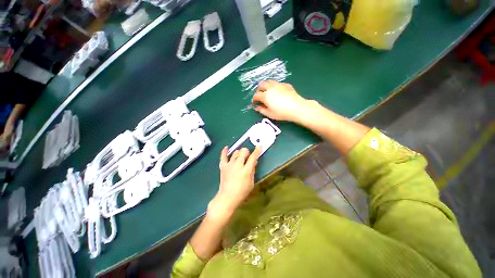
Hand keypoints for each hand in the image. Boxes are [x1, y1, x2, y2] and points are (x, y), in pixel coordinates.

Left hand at [207, 146, 261, 220]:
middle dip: (247, 151)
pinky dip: (224, 151)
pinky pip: (223, 156)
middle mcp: (238, 165)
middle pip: (243, 152)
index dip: (257, 151)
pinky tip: (226, 147)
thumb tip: (254, 161)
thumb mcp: (251, 183)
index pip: (253, 157)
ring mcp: (229, 165)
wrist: (227, 197)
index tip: (259, 146)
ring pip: (235, 152)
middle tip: (248, 155)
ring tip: (240, 155)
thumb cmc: (242, 192)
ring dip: (239, 152)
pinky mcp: (223, 166)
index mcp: (246, 170)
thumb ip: (253, 170)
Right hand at [252, 80, 308, 121]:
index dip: (254, 99)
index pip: (256, 95)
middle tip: (260, 96)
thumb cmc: (282, 113)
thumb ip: (261, 110)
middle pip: (261, 85)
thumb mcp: (270, 114)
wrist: (297, 108)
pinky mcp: (285, 84)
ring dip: (265, 86)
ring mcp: (278, 85)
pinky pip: (277, 83)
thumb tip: (256, 107)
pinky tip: (277, 92)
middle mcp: (270, 88)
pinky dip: (274, 86)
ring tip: (267, 92)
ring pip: (269, 82)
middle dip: (258, 90)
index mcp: (265, 95)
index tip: (254, 102)